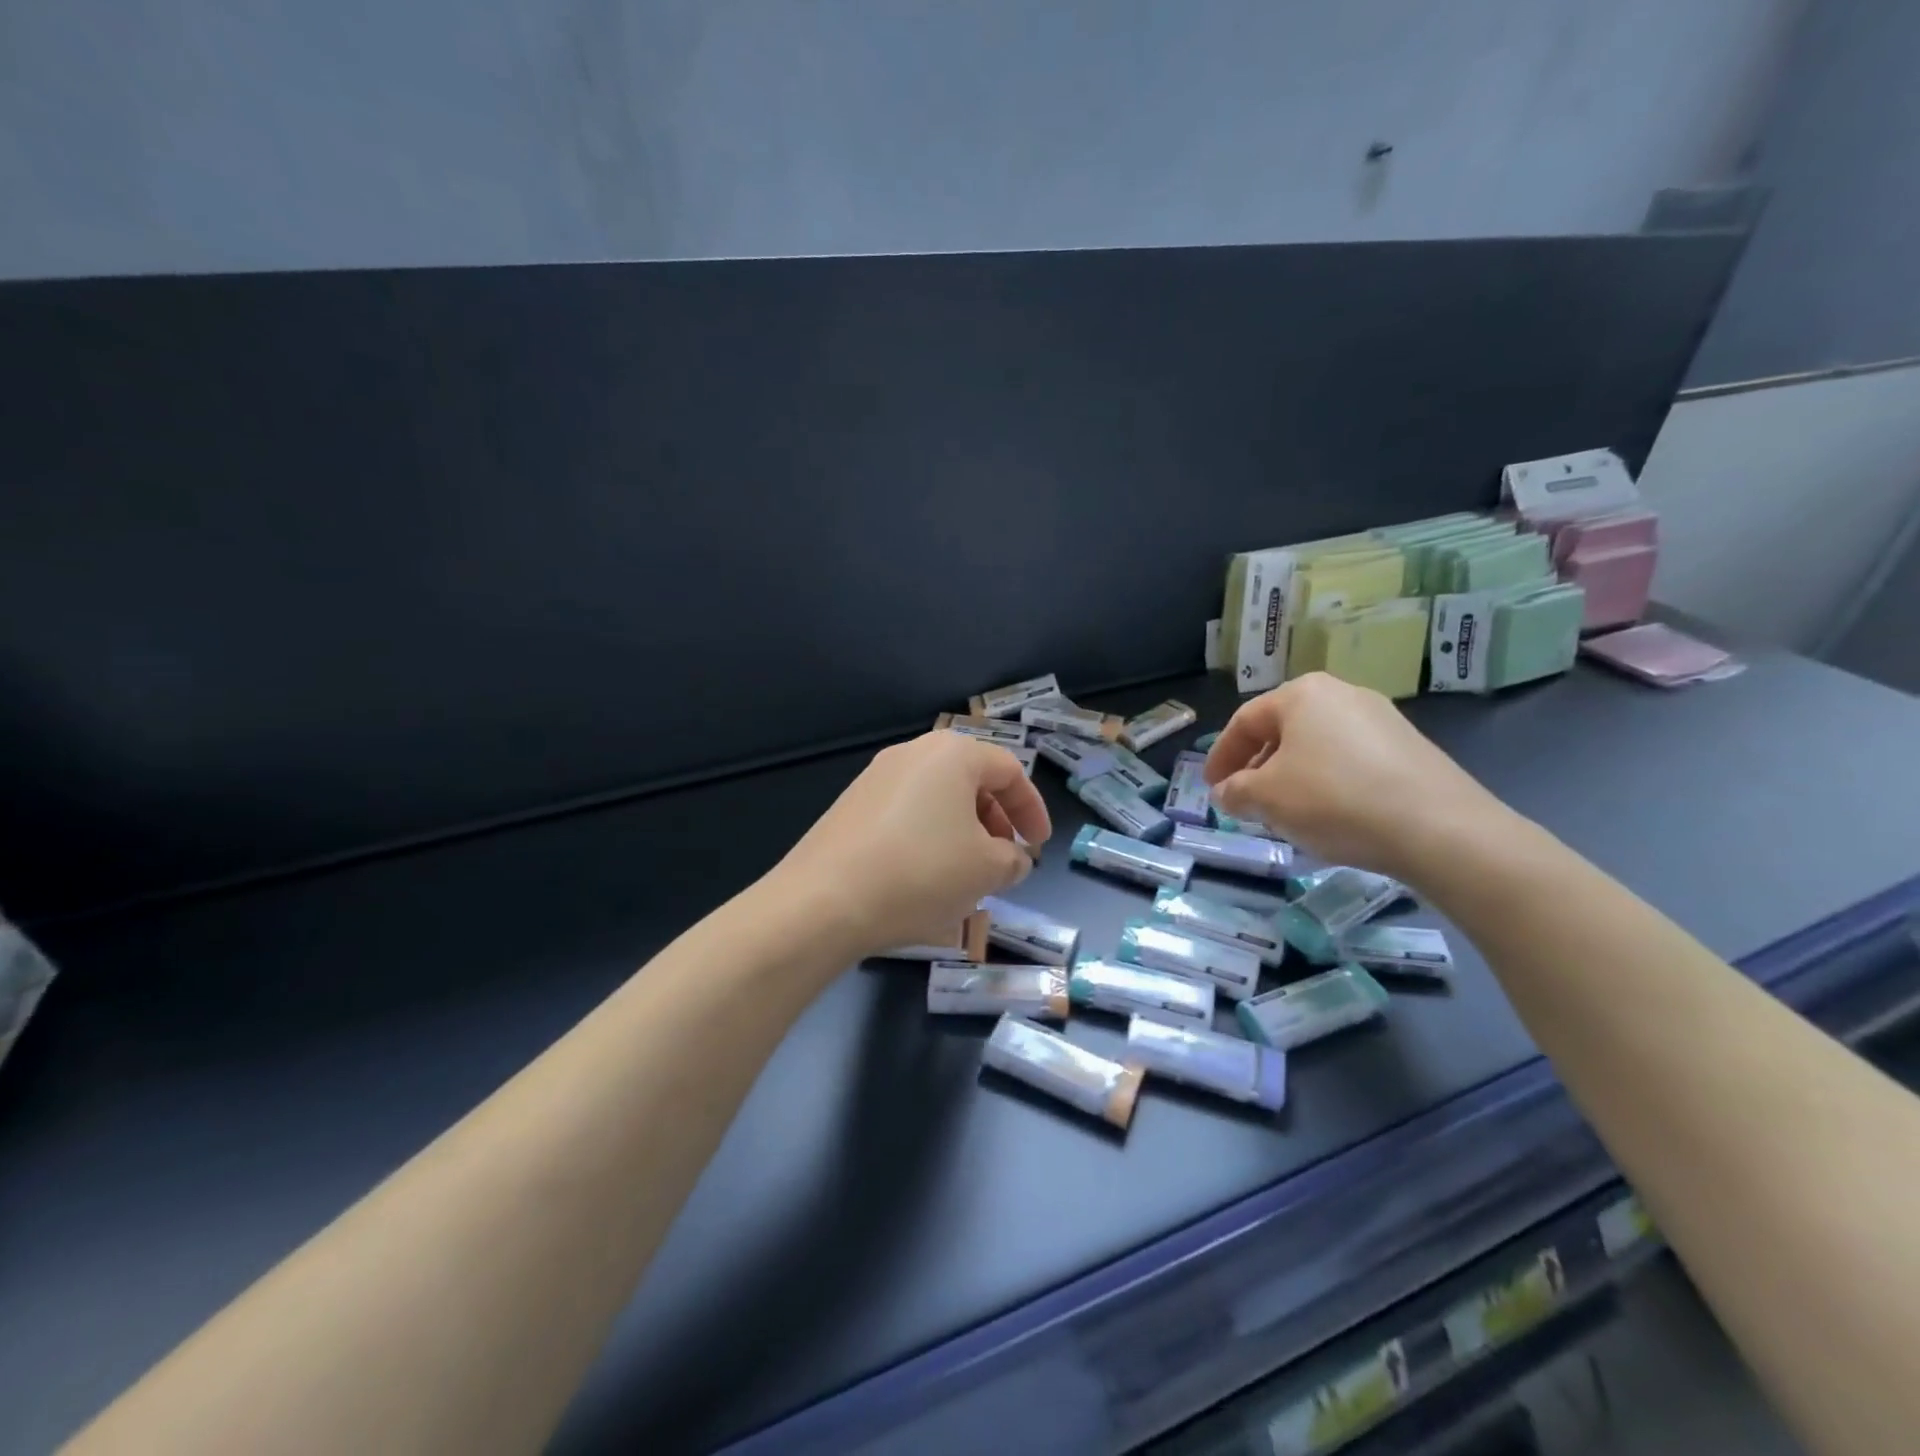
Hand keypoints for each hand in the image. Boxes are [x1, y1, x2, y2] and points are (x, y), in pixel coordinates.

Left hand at [771, 732, 1051, 956]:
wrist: (823, 901)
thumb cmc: (921, 874)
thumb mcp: (987, 871)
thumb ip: (1014, 860)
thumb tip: (1013, 858)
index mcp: (953, 754)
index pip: (1010, 771)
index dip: (1033, 809)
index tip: (1039, 846)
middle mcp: (912, 753)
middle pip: (971, 780)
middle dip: (996, 820)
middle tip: (1004, 858)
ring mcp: (876, 777)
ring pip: (937, 798)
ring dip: (963, 830)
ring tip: (967, 872)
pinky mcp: (851, 805)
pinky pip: (906, 813)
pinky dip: (928, 836)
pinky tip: (924, 876)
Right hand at [1202, 673, 1514, 881]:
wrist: (1438, 828)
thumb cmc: (1334, 799)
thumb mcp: (1266, 798)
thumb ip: (1235, 792)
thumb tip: (1227, 792)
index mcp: (1301, 694)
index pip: (1244, 722)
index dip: (1220, 756)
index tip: (1211, 787)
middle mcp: (1342, 694)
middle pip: (1282, 731)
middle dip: (1257, 767)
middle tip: (1245, 801)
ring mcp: (1381, 719)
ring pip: (1317, 746)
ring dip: (1291, 777)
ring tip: (1285, 812)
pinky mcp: (1409, 747)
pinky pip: (1350, 760)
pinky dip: (1328, 783)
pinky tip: (1330, 814)